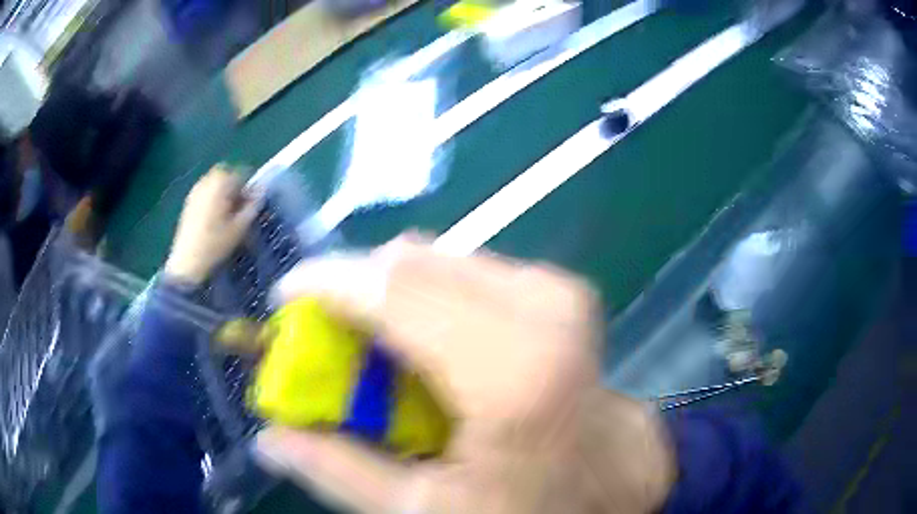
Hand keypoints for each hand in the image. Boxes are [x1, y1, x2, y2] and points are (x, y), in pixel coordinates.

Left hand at [164, 165, 258, 283]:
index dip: (250, 188)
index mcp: (221, 182)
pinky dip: (213, 198)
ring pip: (215, 183)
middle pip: (227, 175)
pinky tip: (214, 219)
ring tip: (228, 214)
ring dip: (224, 192)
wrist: (187, 263)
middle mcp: (207, 180)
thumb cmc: (216, 244)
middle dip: (235, 187)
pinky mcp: (188, 202)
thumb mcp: (240, 227)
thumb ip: (253, 206)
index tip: (253, 204)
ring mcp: (195, 190)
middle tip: (240, 207)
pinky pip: (205, 191)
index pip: (243, 173)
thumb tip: (262, 191)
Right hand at [256, 236, 675, 512]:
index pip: (394, 291)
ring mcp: (556, 290)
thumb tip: (268, 439)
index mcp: (511, 374)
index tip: (286, 292)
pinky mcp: (560, 287)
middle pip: (413, 263)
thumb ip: (339, 472)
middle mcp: (541, 309)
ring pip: (439, 259)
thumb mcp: (426, 511)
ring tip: (371, 336)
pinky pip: (469, 268)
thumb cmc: (528, 505)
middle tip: (324, 328)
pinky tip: (423, 332)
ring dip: (390, 290)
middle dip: (354, 286)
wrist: (609, 476)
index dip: (328, 281)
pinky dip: (429, 291)